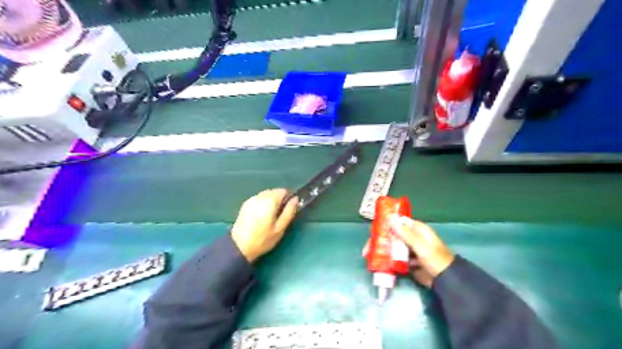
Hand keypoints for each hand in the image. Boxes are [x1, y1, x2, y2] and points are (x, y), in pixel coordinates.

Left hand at [230, 190, 298, 262]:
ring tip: (269, 217)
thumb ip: (289, 211)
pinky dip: (262, 204)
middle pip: (274, 192)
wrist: (239, 246)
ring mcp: (251, 199)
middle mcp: (260, 196)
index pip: (283, 191)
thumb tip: (296, 199)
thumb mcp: (280, 228)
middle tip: (278, 216)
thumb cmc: (263, 239)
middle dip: (278, 201)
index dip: (288, 199)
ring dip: (270, 202)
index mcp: (270, 200)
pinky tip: (260, 217)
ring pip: (266, 195)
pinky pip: (258, 199)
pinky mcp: (245, 204)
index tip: (286, 210)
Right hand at [363, 216, 455, 286]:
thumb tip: (390, 218)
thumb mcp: (420, 245)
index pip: (397, 223)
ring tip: (369, 258)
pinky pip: (395, 258)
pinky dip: (387, 260)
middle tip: (367, 250)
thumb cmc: (435, 259)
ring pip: (391, 247)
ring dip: (382, 252)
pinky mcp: (407, 261)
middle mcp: (411, 237)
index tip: (373, 233)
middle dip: (379, 242)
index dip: (384, 226)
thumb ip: (405, 233)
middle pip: (391, 236)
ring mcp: (409, 250)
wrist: (446, 280)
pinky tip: (379, 264)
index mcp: (416, 229)